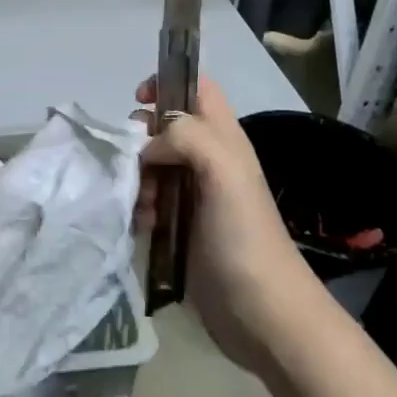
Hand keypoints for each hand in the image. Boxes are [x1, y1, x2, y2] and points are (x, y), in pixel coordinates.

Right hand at [137, 76, 321, 374]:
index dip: (167, 84)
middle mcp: (209, 161)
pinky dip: (140, 208)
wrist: (260, 311)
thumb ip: (185, 137)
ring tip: (144, 207)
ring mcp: (195, 196)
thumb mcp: (223, 170)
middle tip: (136, 165)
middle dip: (141, 140)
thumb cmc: (243, 235)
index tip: (138, 102)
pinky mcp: (182, 228)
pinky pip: (150, 202)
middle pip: (165, 128)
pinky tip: (143, 227)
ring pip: (152, 166)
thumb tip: (148, 147)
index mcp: (224, 139)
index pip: (196, 89)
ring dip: (137, 179)